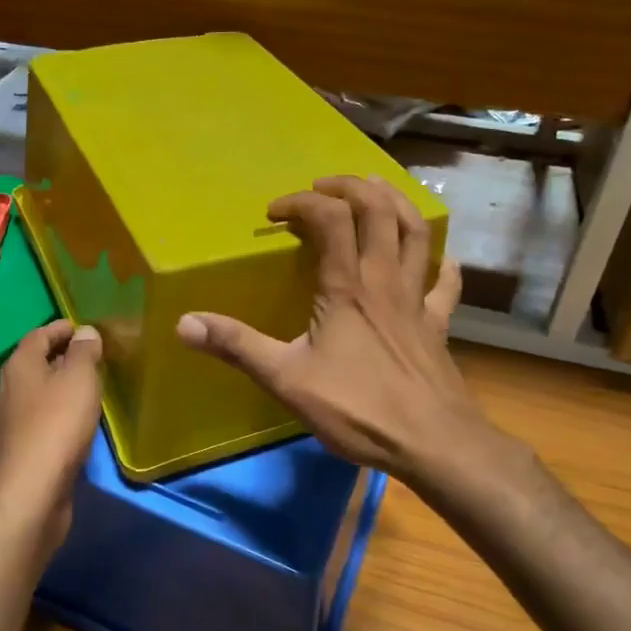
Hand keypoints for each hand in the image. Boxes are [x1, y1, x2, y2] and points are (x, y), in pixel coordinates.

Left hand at [0, 320, 102, 552]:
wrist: (31, 492)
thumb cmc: (58, 425)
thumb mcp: (80, 379)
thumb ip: (84, 352)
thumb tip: (84, 332)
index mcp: (19, 366)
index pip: (39, 335)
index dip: (62, 329)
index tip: (85, 329)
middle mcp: (6, 390)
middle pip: (34, 364)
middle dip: (60, 358)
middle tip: (91, 360)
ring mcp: (7, 424)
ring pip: (33, 396)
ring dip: (56, 391)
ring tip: (84, 393)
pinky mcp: (14, 452)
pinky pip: (35, 424)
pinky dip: (50, 419)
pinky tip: (64, 428)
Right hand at [176, 176, 495, 486]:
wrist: (433, 444)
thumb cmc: (358, 409)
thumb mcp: (287, 379)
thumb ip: (238, 347)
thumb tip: (184, 323)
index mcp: (347, 287)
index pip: (330, 218)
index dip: (301, 203)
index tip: (274, 213)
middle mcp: (385, 280)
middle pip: (378, 210)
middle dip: (351, 187)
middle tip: (324, 186)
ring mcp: (417, 300)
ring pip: (416, 234)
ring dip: (396, 204)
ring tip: (376, 190)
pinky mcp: (437, 325)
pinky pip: (445, 284)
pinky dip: (442, 265)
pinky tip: (439, 259)